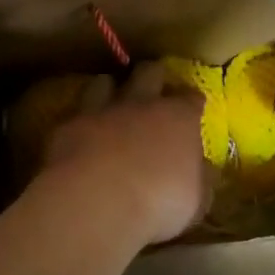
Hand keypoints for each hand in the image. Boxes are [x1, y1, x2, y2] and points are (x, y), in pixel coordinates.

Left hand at [36, 65, 211, 247]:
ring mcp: (102, 111)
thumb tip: (205, 171)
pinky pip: (75, 114)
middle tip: (155, 90)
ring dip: (109, 90)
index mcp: (178, 118)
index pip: (191, 98)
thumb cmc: (159, 201)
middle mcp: (141, 104)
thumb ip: (200, 180)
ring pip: (105, 82)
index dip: (192, 102)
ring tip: (110, 102)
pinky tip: (79, 135)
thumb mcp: (196, 201)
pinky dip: (80, 122)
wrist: (97, 201)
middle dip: (154, 76)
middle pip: (149, 72)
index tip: (193, 109)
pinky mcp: (69, 126)